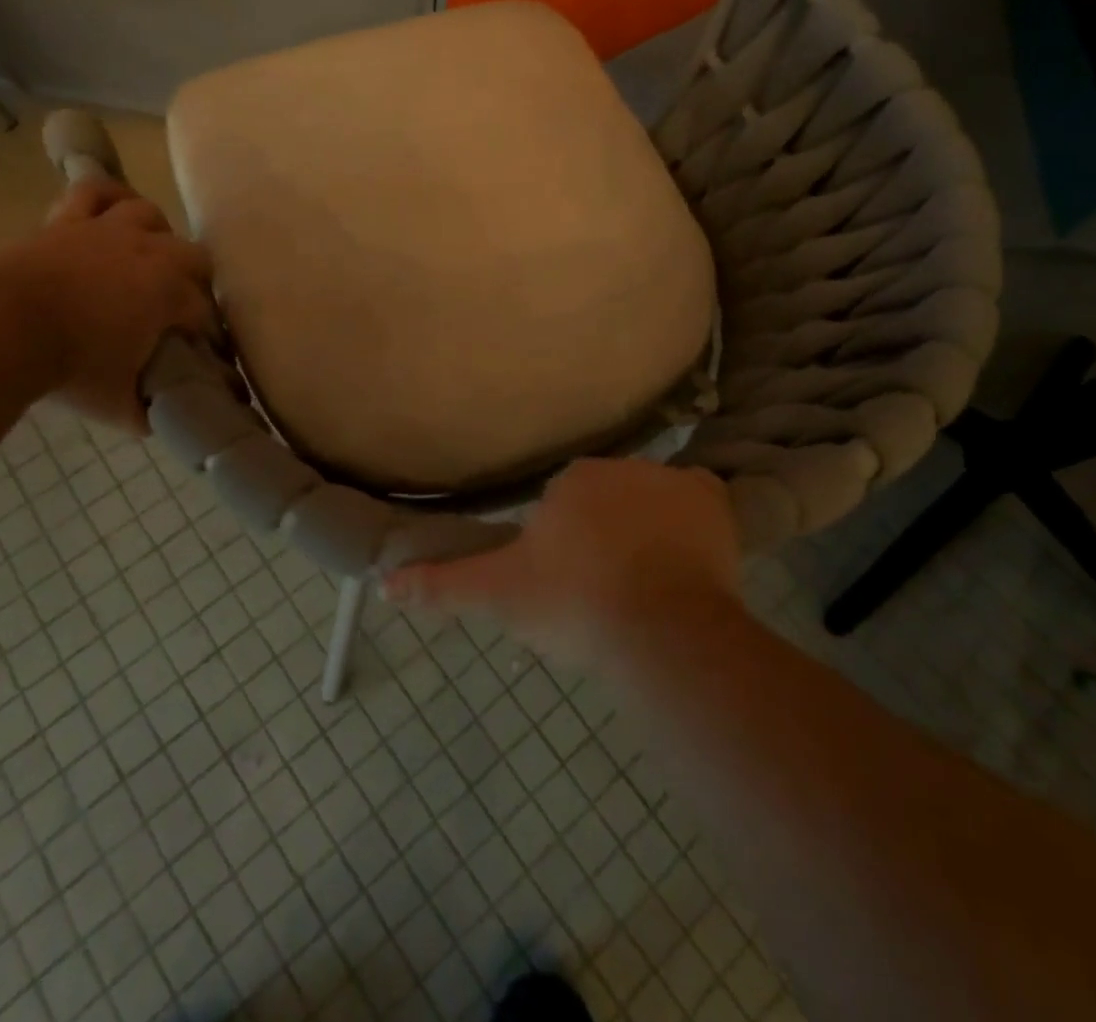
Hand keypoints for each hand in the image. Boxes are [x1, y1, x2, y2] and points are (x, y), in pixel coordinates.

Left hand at [0, 177, 216, 431]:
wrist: (1, 330)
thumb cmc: (69, 368)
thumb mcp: (117, 404)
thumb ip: (145, 411)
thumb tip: (159, 420)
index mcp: (170, 294)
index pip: (205, 314)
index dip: (208, 337)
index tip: (204, 355)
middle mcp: (151, 253)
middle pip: (194, 257)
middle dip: (195, 283)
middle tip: (179, 309)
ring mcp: (108, 230)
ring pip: (150, 215)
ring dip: (156, 234)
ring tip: (149, 256)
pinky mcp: (69, 221)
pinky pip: (95, 191)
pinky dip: (108, 196)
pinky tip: (114, 207)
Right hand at [383, 457, 742, 669]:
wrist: (659, 629)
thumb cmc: (573, 604)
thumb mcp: (500, 596)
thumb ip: (442, 586)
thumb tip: (382, 582)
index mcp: (572, 480)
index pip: (564, 503)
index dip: (565, 544)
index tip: (570, 582)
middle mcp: (620, 466)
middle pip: (607, 499)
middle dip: (604, 533)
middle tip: (607, 587)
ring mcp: (669, 481)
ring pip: (649, 499)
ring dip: (645, 529)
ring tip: (647, 584)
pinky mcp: (713, 501)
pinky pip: (697, 499)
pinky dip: (692, 519)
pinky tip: (686, 553)